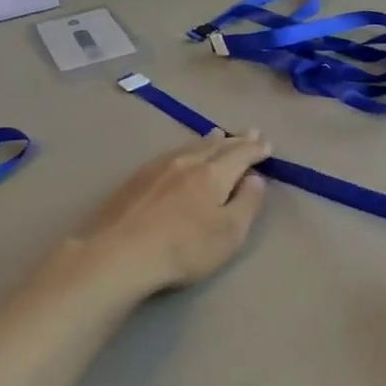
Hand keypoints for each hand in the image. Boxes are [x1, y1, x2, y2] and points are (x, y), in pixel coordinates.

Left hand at [70, 131, 269, 297]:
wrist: (118, 254)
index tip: (267, 144)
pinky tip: (179, 154)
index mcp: (213, 174)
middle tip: (250, 131)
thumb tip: (255, 178)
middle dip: (236, 140)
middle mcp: (186, 162)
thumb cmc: (183, 249)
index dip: (255, 149)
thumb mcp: (229, 234)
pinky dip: (184, 149)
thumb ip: (247, 203)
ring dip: (208, 140)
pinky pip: (169, 154)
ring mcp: (156, 168)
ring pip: (189, 146)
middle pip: (216, 146)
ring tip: (218, 134)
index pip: (240, 155)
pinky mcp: (134, 180)